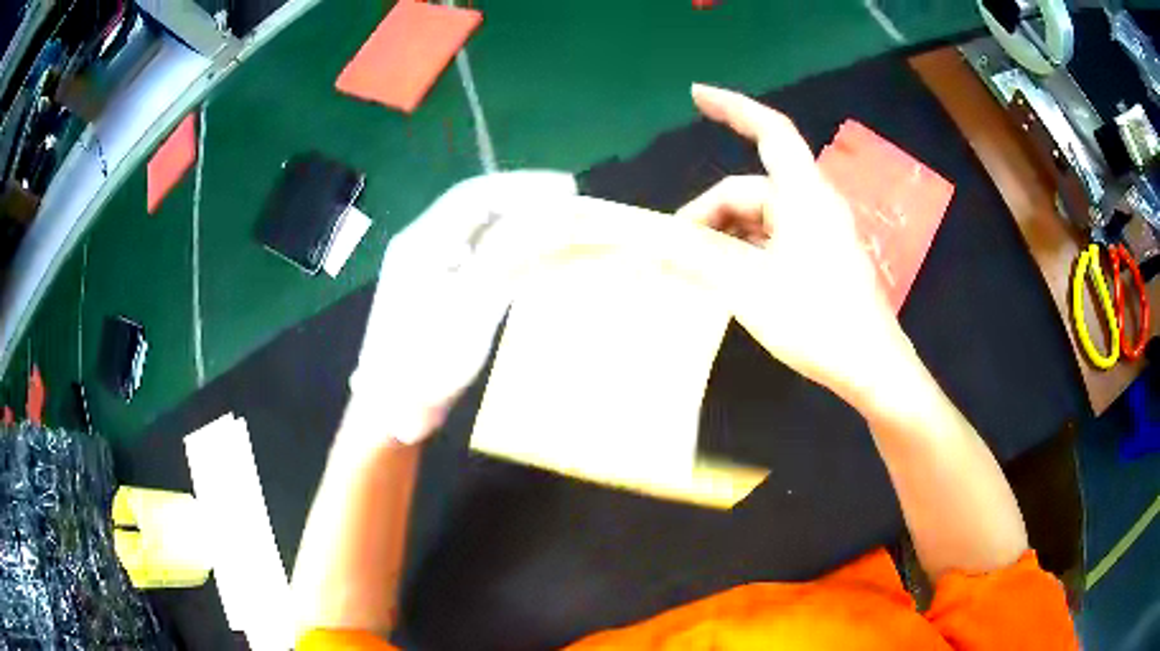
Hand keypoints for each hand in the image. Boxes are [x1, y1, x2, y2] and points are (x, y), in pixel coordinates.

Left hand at [347, 171, 578, 446]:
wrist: (390, 408)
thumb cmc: (426, 359)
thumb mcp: (469, 306)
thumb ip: (508, 256)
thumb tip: (550, 218)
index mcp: (422, 241)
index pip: (475, 194)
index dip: (522, 185)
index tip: (565, 189)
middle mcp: (423, 245)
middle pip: (477, 207)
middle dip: (522, 199)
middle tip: (567, 201)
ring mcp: (427, 268)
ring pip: (478, 231)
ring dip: (518, 221)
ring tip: (556, 223)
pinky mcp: (435, 291)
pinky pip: (476, 256)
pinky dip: (507, 249)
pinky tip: (528, 255)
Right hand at [675, 84, 911, 402]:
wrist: (872, 368)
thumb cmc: (817, 321)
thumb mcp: (750, 289)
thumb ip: (699, 261)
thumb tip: (651, 247)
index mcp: (804, 195)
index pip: (770, 131)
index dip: (733, 107)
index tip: (696, 95)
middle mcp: (814, 204)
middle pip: (752, 189)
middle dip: (711, 213)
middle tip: (676, 251)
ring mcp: (821, 232)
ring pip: (762, 217)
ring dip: (727, 235)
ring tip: (699, 270)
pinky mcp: (823, 256)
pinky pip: (776, 237)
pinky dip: (748, 248)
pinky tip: (731, 276)